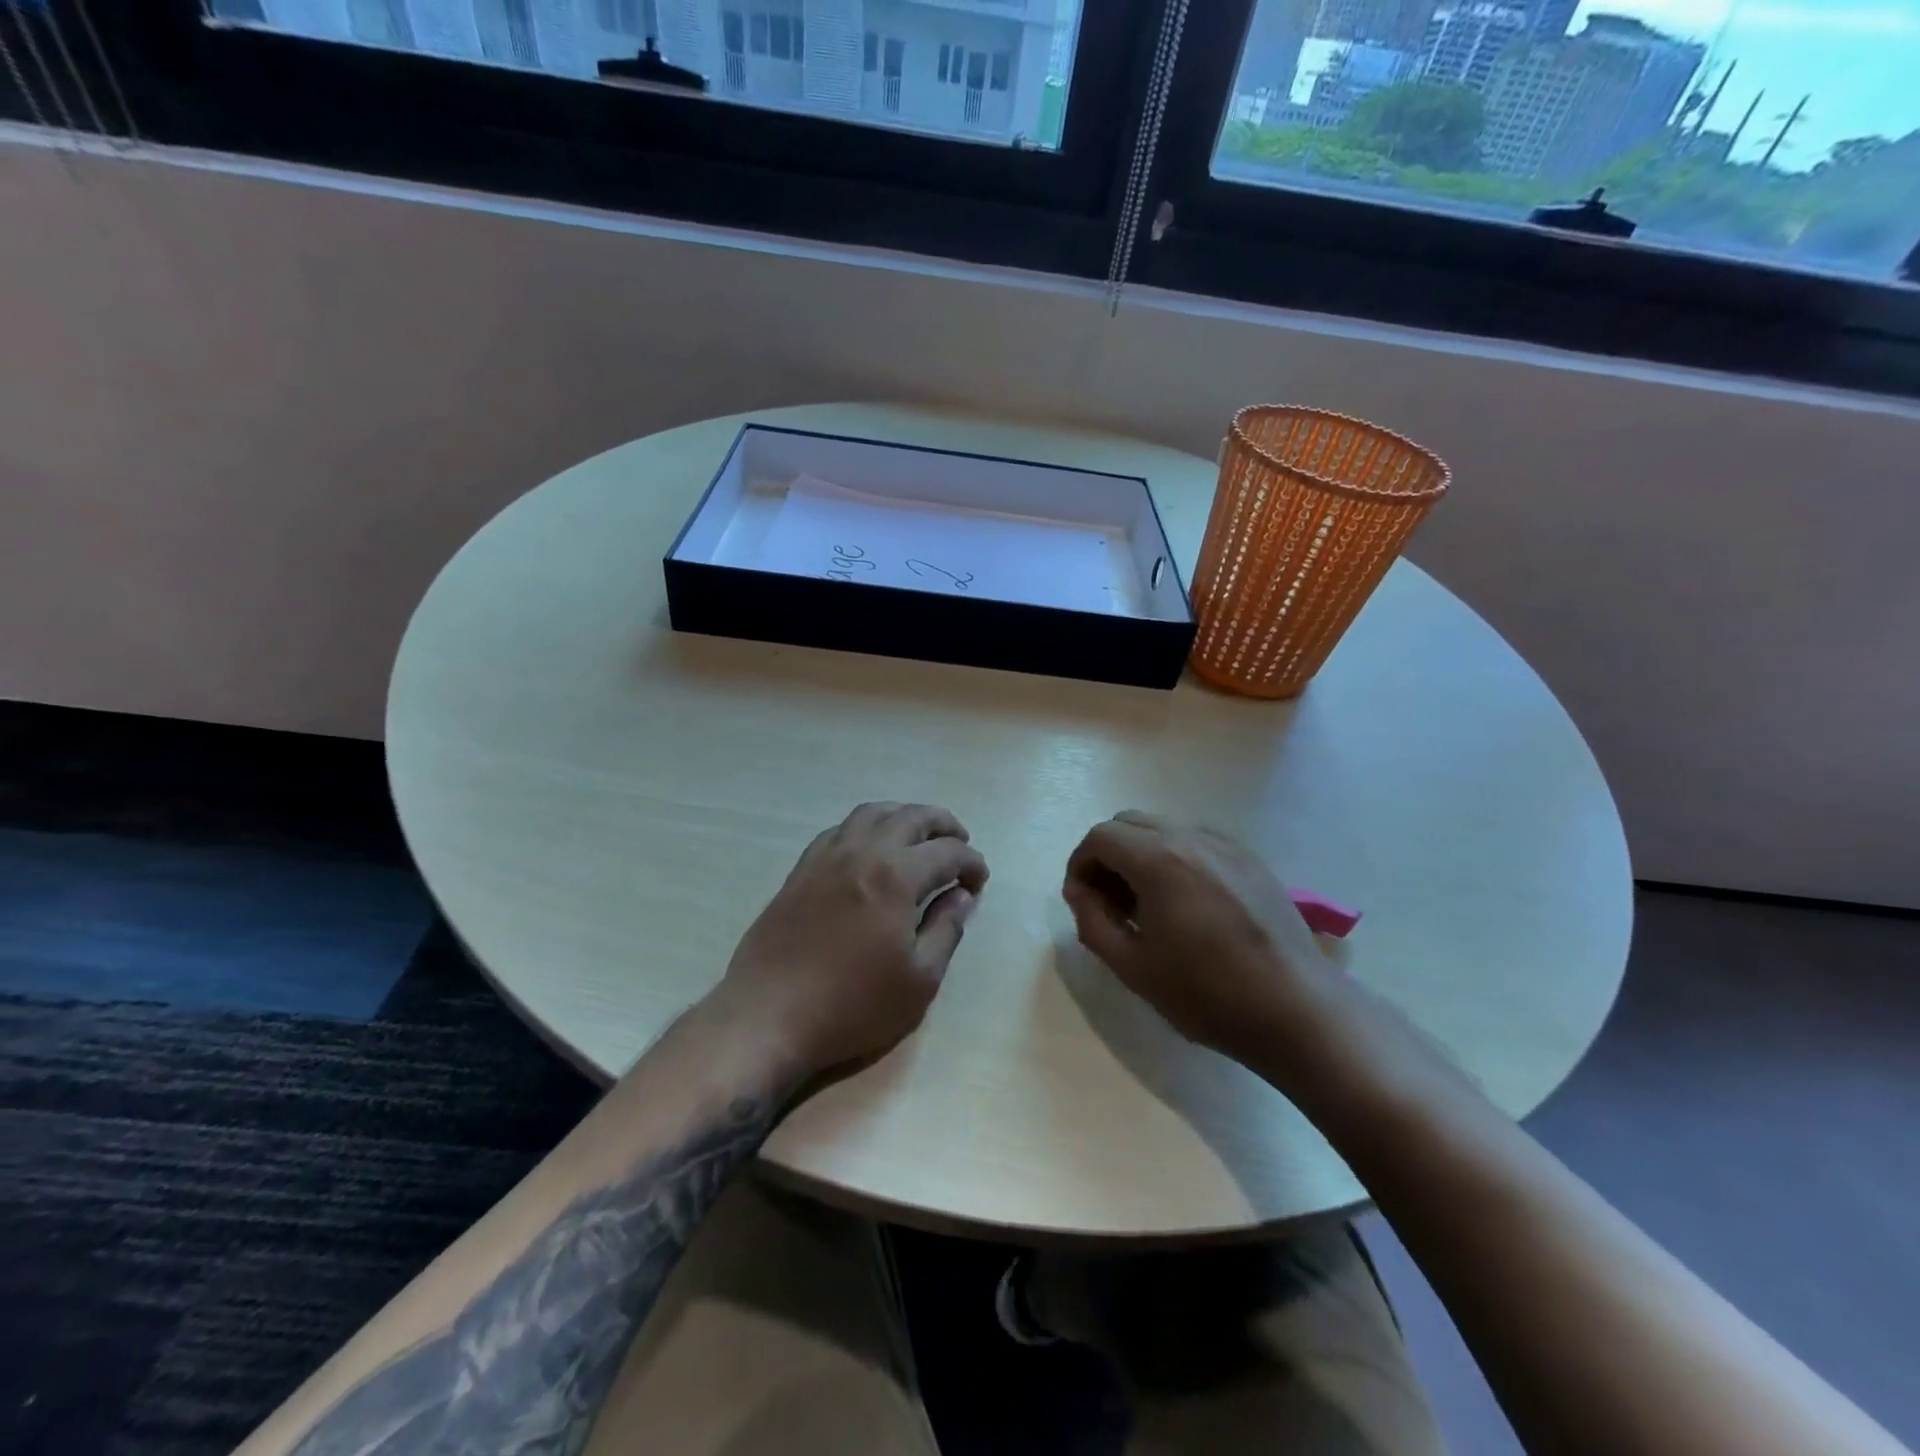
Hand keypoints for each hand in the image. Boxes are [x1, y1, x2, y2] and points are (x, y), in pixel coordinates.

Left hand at [715, 802, 988, 1081]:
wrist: (768, 1015)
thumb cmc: (852, 1005)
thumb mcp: (919, 979)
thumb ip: (946, 929)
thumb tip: (962, 895)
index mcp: (896, 876)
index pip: (947, 852)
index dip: (971, 862)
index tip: (979, 881)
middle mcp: (862, 852)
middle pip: (910, 817)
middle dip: (943, 824)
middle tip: (960, 842)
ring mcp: (826, 857)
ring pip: (872, 813)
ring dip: (903, 815)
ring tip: (919, 835)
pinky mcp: (801, 870)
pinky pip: (840, 830)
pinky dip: (866, 827)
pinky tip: (870, 849)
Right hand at [1062, 812, 1346, 1071]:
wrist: (1296, 1009)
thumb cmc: (1207, 992)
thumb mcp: (1132, 966)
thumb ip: (1093, 920)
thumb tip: (1080, 891)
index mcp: (1159, 859)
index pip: (1100, 837)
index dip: (1080, 864)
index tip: (1081, 900)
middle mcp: (1192, 838)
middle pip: (1129, 823)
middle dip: (1108, 855)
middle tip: (1109, 901)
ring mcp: (1226, 845)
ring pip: (1164, 829)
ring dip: (1140, 855)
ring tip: (1146, 905)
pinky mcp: (1251, 860)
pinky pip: (1196, 843)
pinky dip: (1175, 859)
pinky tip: (1186, 905)